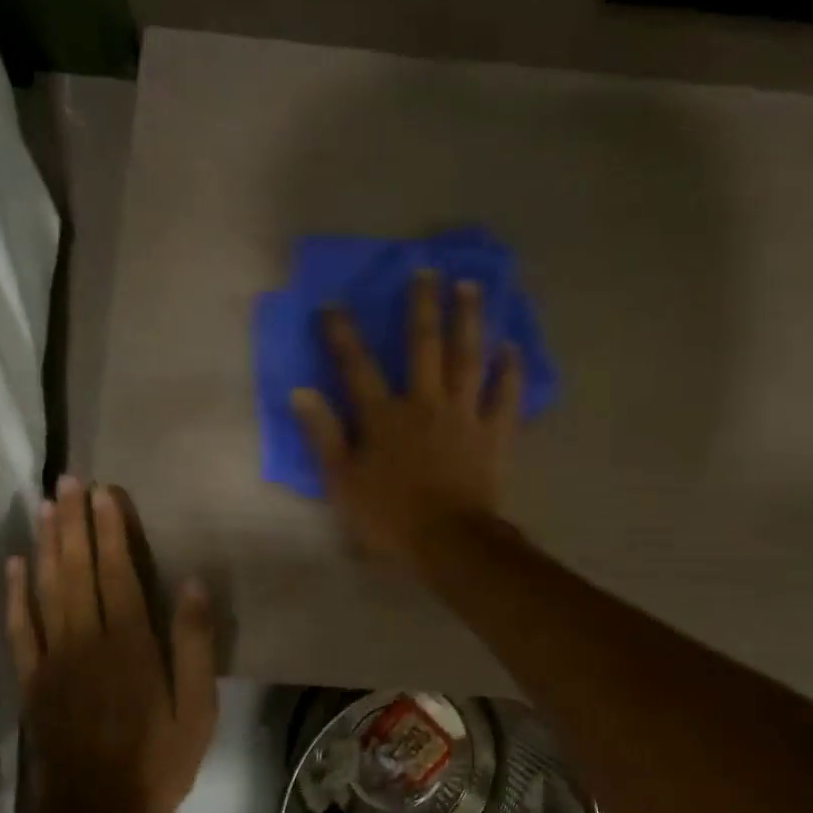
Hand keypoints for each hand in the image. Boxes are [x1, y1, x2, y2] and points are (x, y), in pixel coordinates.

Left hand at [5, 478, 217, 812]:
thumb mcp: (197, 708)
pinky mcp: (32, 681)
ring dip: (46, 544)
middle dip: (74, 522)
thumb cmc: (158, 760)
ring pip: (46, 589)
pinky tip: (15, 564)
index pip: (118, 572)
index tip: (104, 492)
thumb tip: (192, 584)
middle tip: (67, 481)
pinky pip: (20, 628)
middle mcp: (87, 640)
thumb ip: (193, 644)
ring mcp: (53, 659)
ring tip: (45, 505)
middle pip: (77, 569)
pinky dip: (15, 593)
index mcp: (130, 643)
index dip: (111, 530)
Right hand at [290, 272, 521, 571]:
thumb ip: (323, 436)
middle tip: (427, 270)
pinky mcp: (494, 434)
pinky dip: (509, 372)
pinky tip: (511, 347)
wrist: (449, 542)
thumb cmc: (389, 517)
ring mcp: (464, 415)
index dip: (342, 335)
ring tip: (470, 286)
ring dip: (469, 320)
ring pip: (467, 358)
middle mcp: (425, 403)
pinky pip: (505, 396)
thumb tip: (301, 392)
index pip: (357, 366)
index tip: (333, 305)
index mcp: (384, 416)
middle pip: (423, 346)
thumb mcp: (343, 482)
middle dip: (422, 306)